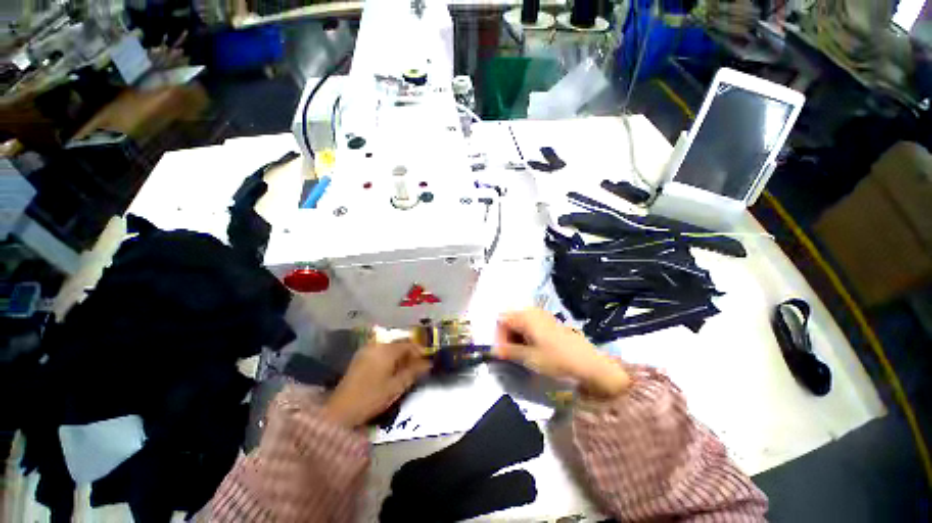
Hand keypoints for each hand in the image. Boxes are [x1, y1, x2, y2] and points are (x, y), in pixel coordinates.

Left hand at [323, 340, 430, 428]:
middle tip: (417, 365)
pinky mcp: (360, 357)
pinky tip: (391, 368)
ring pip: (389, 347)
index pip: (408, 344)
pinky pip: (380, 350)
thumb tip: (428, 364)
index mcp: (386, 350)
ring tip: (406, 368)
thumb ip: (413, 372)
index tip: (426, 361)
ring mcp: (367, 350)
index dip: (419, 351)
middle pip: (399, 343)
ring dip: (400, 354)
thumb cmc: (371, 397)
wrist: (341, 410)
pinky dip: (389, 356)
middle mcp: (376, 345)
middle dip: (410, 352)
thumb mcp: (396, 386)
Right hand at [494, 308, 630, 398]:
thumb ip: (508, 351)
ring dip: (516, 337)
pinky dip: (525, 335)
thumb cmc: (557, 359)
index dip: (498, 336)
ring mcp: (542, 315)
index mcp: (525, 316)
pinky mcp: (549, 322)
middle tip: (511, 355)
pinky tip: (532, 349)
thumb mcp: (529, 357)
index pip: (501, 320)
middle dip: (506, 336)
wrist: (588, 363)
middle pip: (510, 319)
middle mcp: (532, 311)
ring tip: (521, 354)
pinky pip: (530, 324)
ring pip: (520, 323)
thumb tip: (493, 351)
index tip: (502, 353)